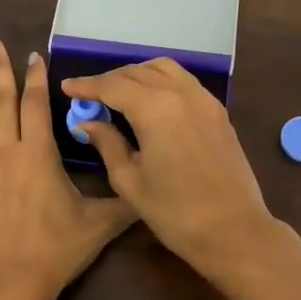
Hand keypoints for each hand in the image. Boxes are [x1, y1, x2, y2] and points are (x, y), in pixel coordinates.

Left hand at [0, 38, 136, 299]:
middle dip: (0, 69)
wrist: (12, 282)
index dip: (35, 78)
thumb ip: (125, 200)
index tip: (33, 55)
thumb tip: (150, 183)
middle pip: (4, 102)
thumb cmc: (57, 250)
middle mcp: (7, 151)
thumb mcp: (100, 224)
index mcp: (39, 154)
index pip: (36, 105)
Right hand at [61, 59, 300, 299]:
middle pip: (136, 72)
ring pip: (163, 69)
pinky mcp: (218, 111)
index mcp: (154, 108)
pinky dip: (160, 81)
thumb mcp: (130, 181)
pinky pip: (183, 81)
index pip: (112, 85)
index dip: (86, 85)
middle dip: (109, 80)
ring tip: (119, 93)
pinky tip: (150, 101)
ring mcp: (203, 99)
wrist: (234, 230)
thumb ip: (107, 144)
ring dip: (136, 74)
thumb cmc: (175, 212)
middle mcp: (180, 93)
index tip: (67, 87)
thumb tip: (89, 123)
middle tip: (89, 95)